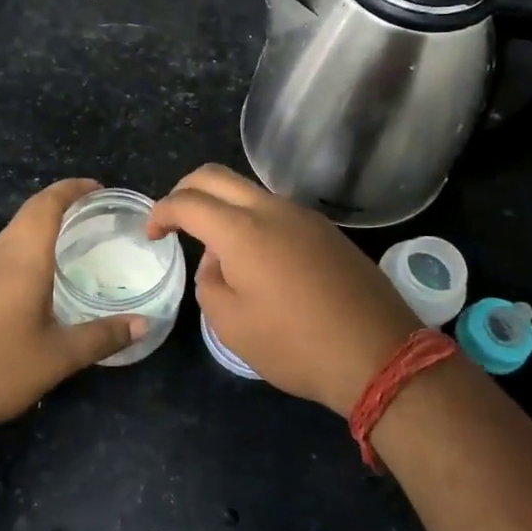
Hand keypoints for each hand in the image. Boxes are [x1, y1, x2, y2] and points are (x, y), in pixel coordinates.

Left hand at [0, 179, 143, 434]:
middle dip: (62, 201)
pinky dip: (31, 243)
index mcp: (22, 258)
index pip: (47, 204)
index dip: (73, 189)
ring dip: (44, 221)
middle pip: (30, 211)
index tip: (101, 188)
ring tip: (77, 234)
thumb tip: (144, 323)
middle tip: (97, 210)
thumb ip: (102, 336)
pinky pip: (7, 250)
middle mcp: (0, 255)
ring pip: (16, 230)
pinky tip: (45, 270)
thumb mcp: (59, 357)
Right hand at [149, 164, 420, 416]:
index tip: (153, 234)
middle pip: (216, 176)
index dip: (161, 212)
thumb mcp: (231, 324)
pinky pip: (276, 210)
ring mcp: (304, 215)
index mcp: (242, 229)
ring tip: (216, 247)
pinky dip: (252, 219)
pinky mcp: (326, 230)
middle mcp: (272, 209)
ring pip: (249, 190)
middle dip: (185, 190)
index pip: (188, 201)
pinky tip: (256, 258)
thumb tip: (218, 260)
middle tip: (174, 219)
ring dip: (222, 205)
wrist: (378, 354)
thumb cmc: (295, 344)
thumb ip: (209, 281)